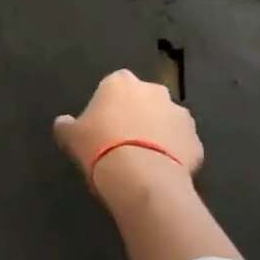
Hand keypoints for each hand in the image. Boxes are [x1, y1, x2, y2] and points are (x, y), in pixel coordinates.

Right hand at [53, 69, 202, 187]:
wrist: (141, 176)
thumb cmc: (99, 147)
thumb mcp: (71, 137)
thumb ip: (67, 125)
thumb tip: (62, 122)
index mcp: (120, 82)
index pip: (113, 85)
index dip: (108, 105)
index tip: (102, 126)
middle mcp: (153, 90)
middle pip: (144, 100)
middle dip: (137, 115)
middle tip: (123, 142)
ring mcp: (179, 114)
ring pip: (166, 122)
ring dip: (158, 134)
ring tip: (144, 160)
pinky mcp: (196, 140)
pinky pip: (182, 145)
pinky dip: (174, 155)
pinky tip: (160, 173)